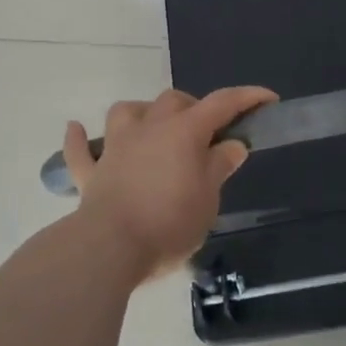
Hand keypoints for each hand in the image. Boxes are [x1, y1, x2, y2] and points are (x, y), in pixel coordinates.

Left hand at [62, 86, 276, 281]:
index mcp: (184, 132)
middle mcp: (149, 128)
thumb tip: (232, 144)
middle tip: (208, 133)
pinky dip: (80, 140)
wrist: (110, 247)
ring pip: (126, 111)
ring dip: (142, 113)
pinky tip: (77, 129)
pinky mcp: (91, 173)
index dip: (247, 98)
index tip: (267, 99)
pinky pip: (80, 150)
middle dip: (194, 108)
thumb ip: (219, 166)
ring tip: (154, 128)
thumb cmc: (169, 222)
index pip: (222, 104)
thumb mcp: (208, 198)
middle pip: (173, 100)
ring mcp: (116, 147)